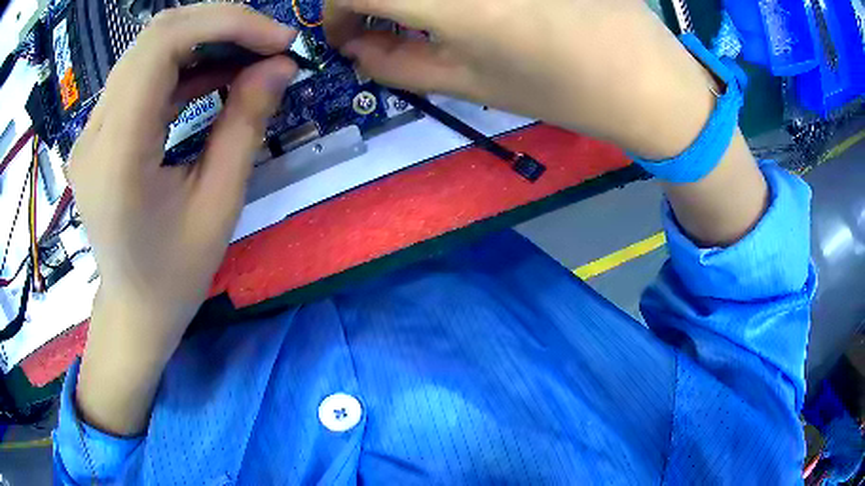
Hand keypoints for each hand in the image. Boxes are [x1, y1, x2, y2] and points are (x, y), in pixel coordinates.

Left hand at [68, 4, 296, 434]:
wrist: (133, 307)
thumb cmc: (175, 274)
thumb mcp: (220, 205)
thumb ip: (246, 124)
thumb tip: (281, 65)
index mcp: (117, 157)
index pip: (162, 46)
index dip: (226, 22)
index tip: (277, 39)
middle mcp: (93, 133)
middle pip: (154, 36)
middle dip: (220, 22)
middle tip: (268, 42)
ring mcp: (90, 131)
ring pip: (147, 49)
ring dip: (204, 38)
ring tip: (248, 55)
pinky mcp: (98, 131)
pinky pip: (141, 75)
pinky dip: (184, 63)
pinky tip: (215, 74)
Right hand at [326, 0, 718, 158]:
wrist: (645, 77)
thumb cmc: (563, 91)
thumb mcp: (472, 82)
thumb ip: (397, 63)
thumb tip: (354, 46)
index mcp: (453, 2)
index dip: (334, 11)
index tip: (346, 33)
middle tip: (377, 20)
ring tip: (424, 15)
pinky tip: (469, 6)